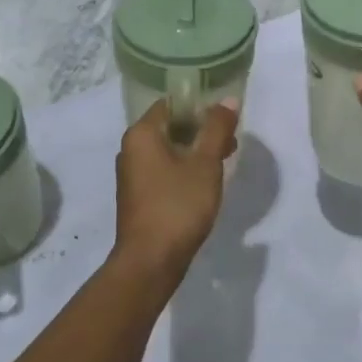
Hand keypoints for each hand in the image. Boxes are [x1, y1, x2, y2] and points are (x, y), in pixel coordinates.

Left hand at [113, 98, 239, 283]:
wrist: (150, 262)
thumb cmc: (178, 205)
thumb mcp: (205, 164)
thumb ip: (217, 128)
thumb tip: (228, 100)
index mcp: (141, 134)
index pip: (171, 104)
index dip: (200, 105)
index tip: (224, 116)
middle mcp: (131, 149)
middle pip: (170, 126)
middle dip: (201, 129)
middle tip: (230, 139)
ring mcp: (132, 174)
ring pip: (168, 149)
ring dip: (195, 150)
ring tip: (224, 159)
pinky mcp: (138, 195)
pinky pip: (163, 169)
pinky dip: (184, 168)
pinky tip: (205, 182)